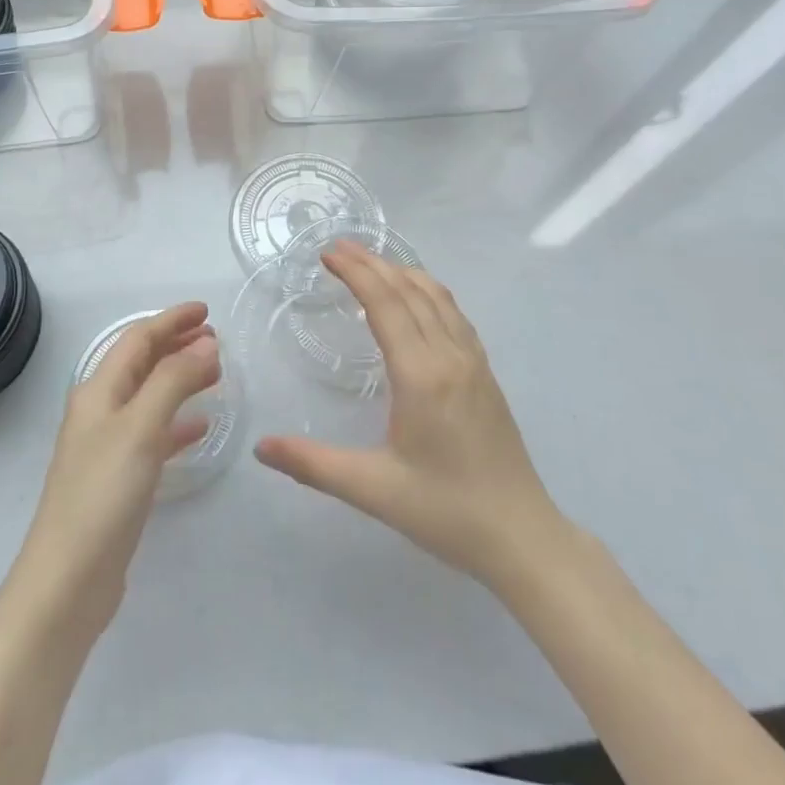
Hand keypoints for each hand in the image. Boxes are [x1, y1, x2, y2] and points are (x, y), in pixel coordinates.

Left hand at [13, 303, 219, 639]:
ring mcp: (108, 446)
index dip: (171, 321)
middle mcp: (100, 411)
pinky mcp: (119, 478)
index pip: (137, 339)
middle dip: (176, 345)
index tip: (206, 311)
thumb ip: (174, 381)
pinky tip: (200, 427)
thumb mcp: (141, 427)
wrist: (68, 579)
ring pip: (149, 396)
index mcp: (99, 391)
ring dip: (180, 379)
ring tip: (215, 374)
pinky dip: (177, 422)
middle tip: (215, 338)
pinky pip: (153, 434)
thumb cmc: (103, 493)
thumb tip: (206, 344)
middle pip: (141, 364)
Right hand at [255, 243, 573, 593]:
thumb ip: (313, 465)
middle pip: (409, 291)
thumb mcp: (373, 490)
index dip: (356, 273)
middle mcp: (450, 357)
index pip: (385, 304)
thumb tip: (261, 448)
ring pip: (437, 298)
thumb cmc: (446, 512)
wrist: (523, 537)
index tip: (328, 254)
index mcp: (421, 375)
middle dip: (373, 263)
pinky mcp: (486, 374)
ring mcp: (473, 362)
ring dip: (402, 272)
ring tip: (371, 262)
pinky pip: (455, 315)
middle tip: (338, 247)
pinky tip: (418, 298)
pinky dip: (429, 292)